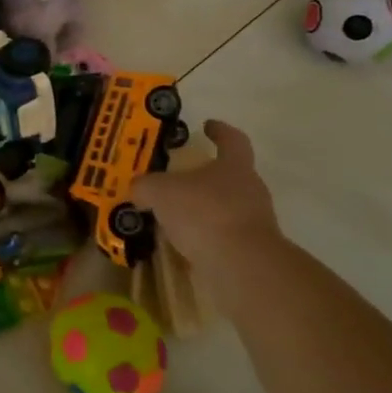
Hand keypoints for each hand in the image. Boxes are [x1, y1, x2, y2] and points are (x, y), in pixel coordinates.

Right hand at [131, 120, 281, 295]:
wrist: (241, 267)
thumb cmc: (204, 213)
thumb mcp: (160, 191)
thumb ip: (146, 186)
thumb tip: (138, 189)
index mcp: (234, 166)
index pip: (232, 139)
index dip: (220, 131)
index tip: (207, 125)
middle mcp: (250, 190)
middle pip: (229, 175)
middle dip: (204, 176)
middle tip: (177, 177)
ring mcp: (253, 223)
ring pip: (224, 208)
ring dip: (202, 210)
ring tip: (172, 215)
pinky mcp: (249, 252)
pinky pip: (221, 237)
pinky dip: (203, 237)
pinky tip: (180, 243)